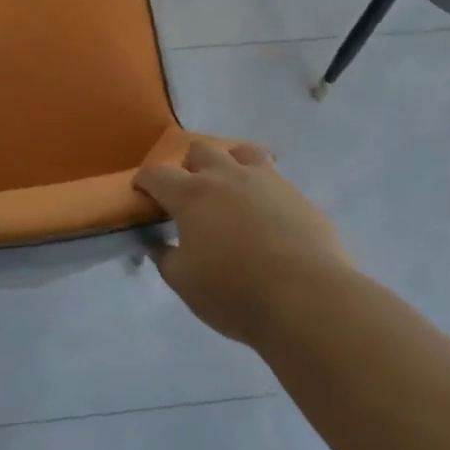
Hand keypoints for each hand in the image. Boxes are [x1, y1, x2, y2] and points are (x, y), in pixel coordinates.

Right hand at [134, 139, 352, 346]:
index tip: (141, 190)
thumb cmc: (235, 292)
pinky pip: (275, 179)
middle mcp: (227, 176)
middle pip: (200, 150)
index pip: (158, 174)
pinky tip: (267, 216)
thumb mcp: (185, 283)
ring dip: (230, 163)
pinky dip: (263, 189)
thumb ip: (165, 258)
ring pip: (242, 151)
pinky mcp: (298, 195)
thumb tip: (157, 244)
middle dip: (188, 166)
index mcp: (192, 194)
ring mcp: (267, 181)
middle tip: (189, 194)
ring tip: (231, 188)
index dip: (145, 180)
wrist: (308, 299)